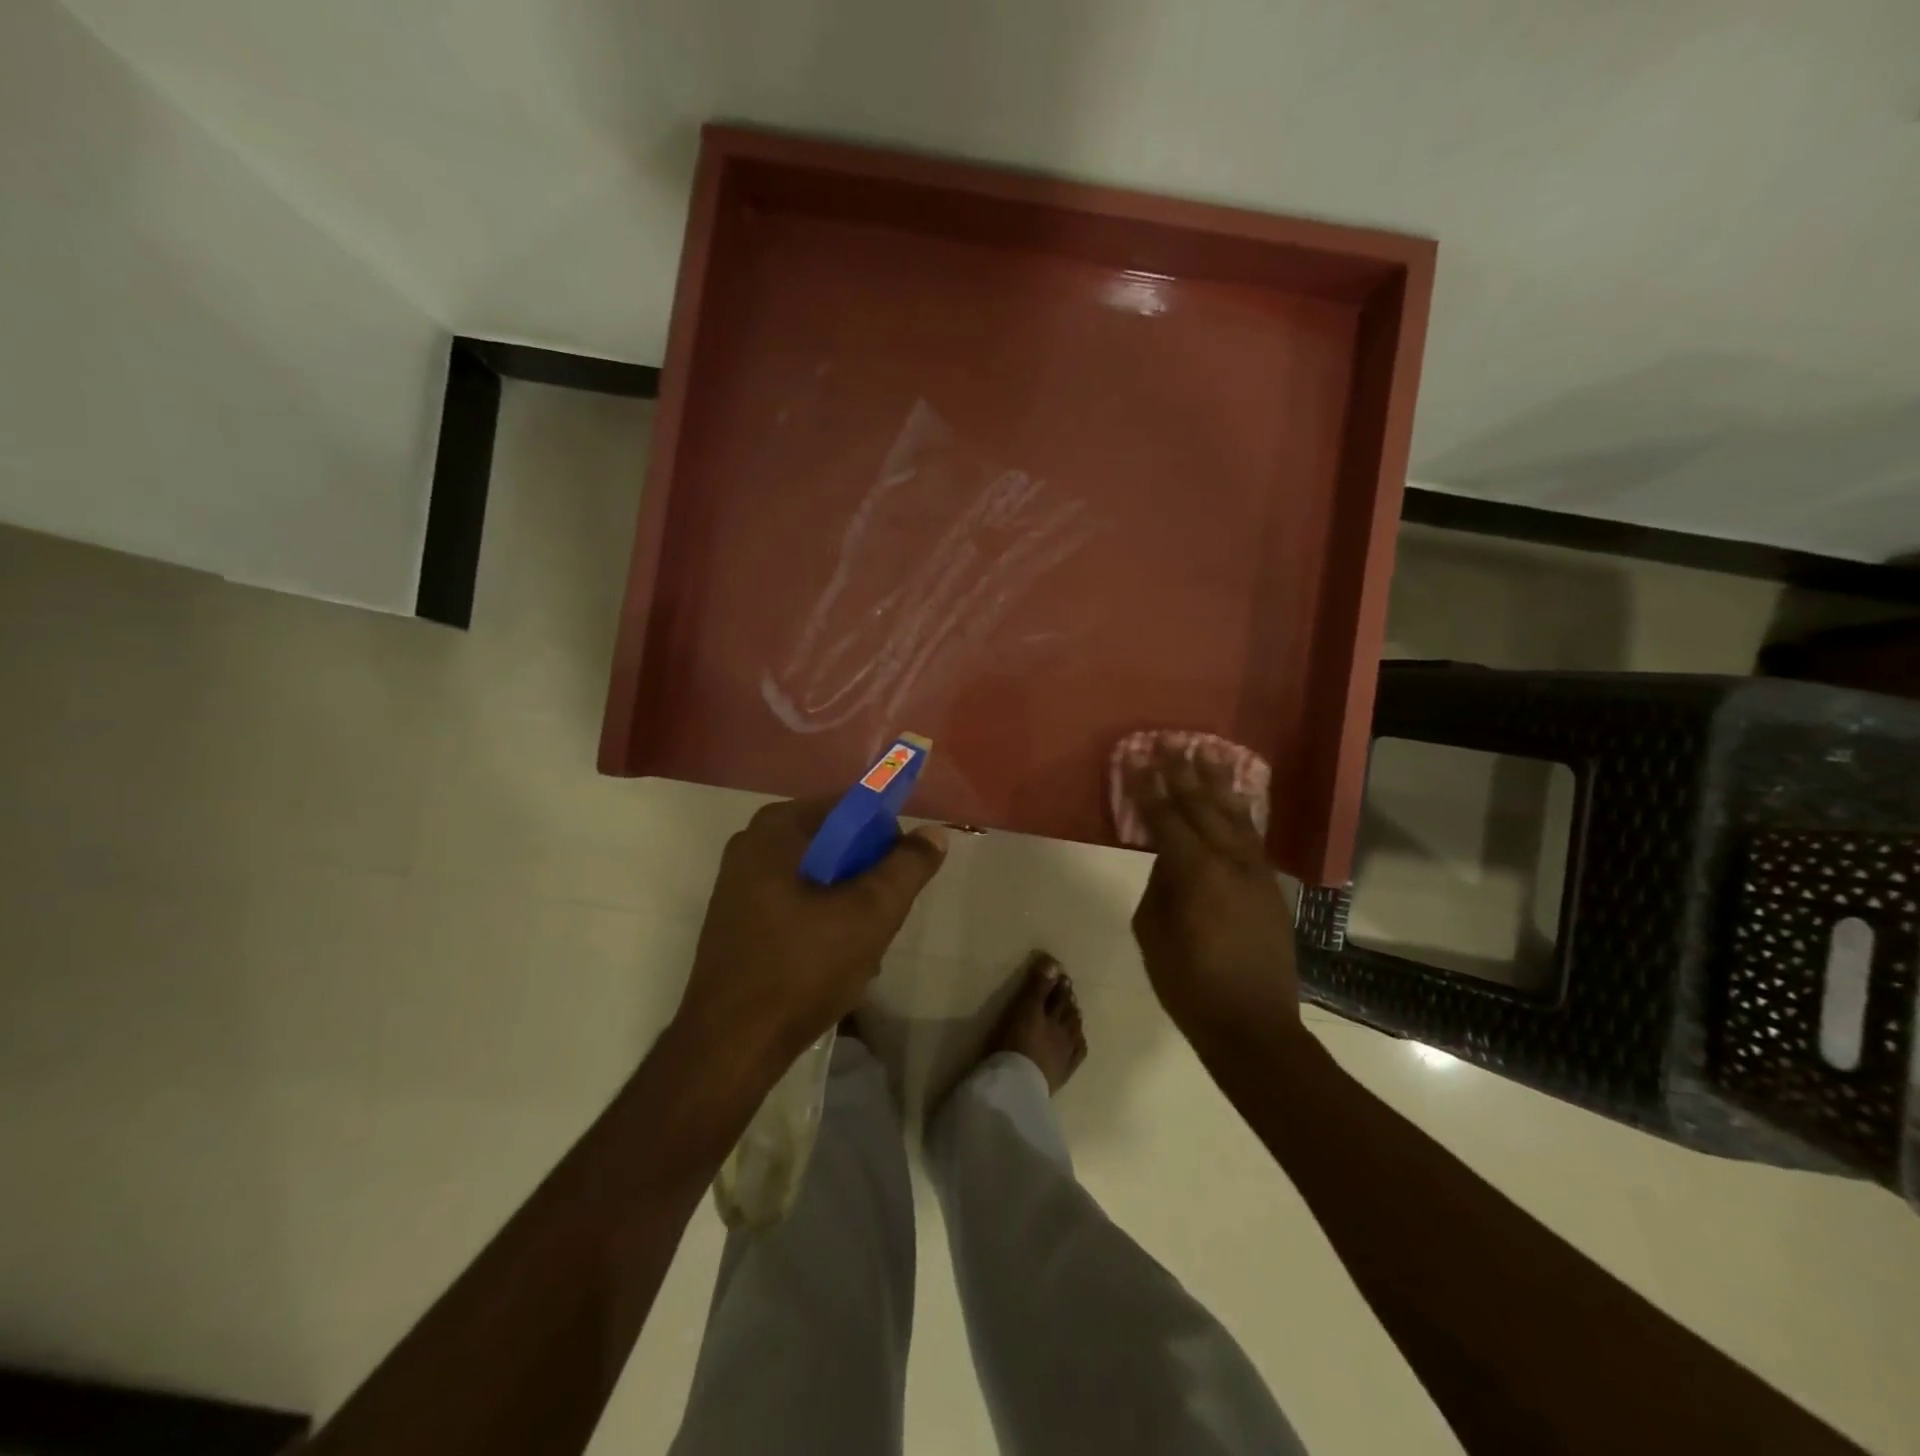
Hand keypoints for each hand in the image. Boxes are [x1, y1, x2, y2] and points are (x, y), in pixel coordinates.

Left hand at [678, 797, 947, 1070]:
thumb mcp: (870, 913)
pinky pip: (796, 901)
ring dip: (848, 903)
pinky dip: (822, 919)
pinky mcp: (739, 919)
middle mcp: (752, 844)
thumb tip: (934, 833)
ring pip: (818, 876)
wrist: (731, 1046)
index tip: (902, 877)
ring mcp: (740, 883)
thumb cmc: (802, 968)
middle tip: (883, 916)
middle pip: (834, 842)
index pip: (851, 806)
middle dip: (867, 876)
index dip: (886, 836)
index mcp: (776, 828)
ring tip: (863, 946)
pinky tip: (835, 959)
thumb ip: (907, 866)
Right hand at [1127, 743, 1302, 1044]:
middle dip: (1183, 772)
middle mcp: (1230, 861)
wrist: (1253, 1026)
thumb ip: (1158, 887)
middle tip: (1170, 741)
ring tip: (1208, 752)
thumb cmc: (1189, 985)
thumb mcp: (1152, 934)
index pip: (1165, 816)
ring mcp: (1256, 873)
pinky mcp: (1271, 887)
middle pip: (1202, 805)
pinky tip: (1236, 799)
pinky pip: (1253, 837)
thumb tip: (1167, 860)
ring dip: (1218, 783)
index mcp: (1195, 871)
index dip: (1147, 786)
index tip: (1135, 758)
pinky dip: (1242, 812)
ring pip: (1235, 815)